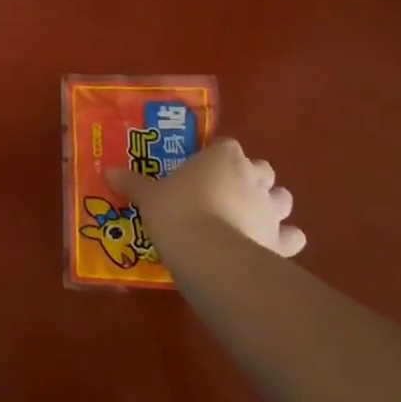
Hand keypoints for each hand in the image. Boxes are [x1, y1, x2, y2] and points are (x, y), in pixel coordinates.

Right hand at [109, 138, 305, 259]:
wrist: (210, 255)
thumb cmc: (177, 212)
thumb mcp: (149, 197)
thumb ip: (133, 183)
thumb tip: (108, 172)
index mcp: (222, 157)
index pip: (227, 145)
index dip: (217, 156)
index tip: (202, 169)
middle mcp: (252, 176)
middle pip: (261, 168)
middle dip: (250, 177)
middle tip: (226, 192)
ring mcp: (271, 209)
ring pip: (282, 198)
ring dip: (271, 204)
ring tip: (249, 217)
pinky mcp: (281, 241)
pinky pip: (292, 236)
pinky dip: (284, 239)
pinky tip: (268, 245)